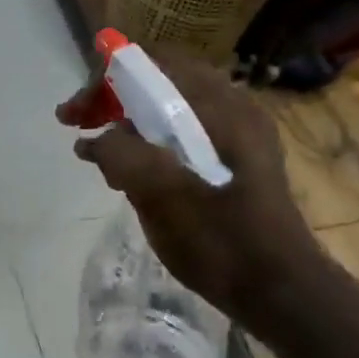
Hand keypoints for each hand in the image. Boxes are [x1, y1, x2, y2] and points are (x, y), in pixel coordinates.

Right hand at [58, 49, 320, 326]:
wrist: (281, 295)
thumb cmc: (223, 242)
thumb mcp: (162, 195)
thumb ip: (122, 155)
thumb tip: (95, 142)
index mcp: (221, 107)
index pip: (154, 63)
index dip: (105, 78)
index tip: (77, 113)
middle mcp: (232, 109)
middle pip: (158, 83)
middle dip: (111, 100)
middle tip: (77, 126)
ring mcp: (237, 136)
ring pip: (167, 110)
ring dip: (126, 124)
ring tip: (99, 156)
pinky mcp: (234, 162)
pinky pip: (181, 136)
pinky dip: (148, 144)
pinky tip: (129, 175)